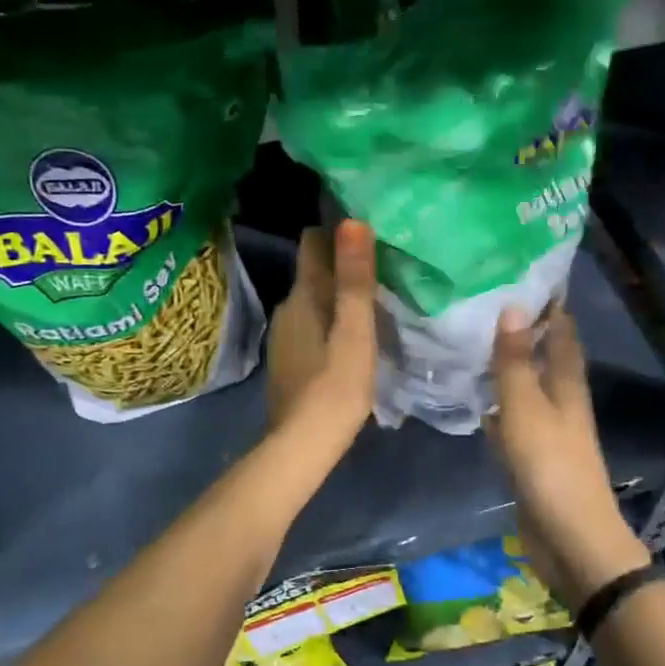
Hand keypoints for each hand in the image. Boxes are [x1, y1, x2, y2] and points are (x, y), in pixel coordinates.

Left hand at [267, 221, 377, 452]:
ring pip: (312, 302)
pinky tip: (349, 340)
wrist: (301, 445)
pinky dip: (329, 324)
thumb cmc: (336, 386)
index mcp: (303, 295)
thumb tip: (352, 221)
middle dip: (342, 266)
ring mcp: (283, 336)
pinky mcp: (287, 361)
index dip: (338, 232)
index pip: (313, 243)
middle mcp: (287, 308)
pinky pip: (310, 327)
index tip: (369, 229)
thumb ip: (355, 279)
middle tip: (381, 267)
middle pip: (314, 272)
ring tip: (371, 303)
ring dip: (336, 298)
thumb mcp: (356, 331)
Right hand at [490, 304, 649, 605]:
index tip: (523, 274)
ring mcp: (547, 430)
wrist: (569, 538)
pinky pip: (513, 419)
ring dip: (508, 367)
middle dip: (523, 330)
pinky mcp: (532, 456)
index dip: (548, 304)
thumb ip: (515, 361)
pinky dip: (498, 405)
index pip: (561, 331)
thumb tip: (513, 305)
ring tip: (475, 341)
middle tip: (487, 302)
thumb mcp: (527, 408)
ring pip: (526, 387)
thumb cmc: (550, 466)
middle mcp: (561, 401)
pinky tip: (476, 401)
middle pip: (544, 356)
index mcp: (567, 384)